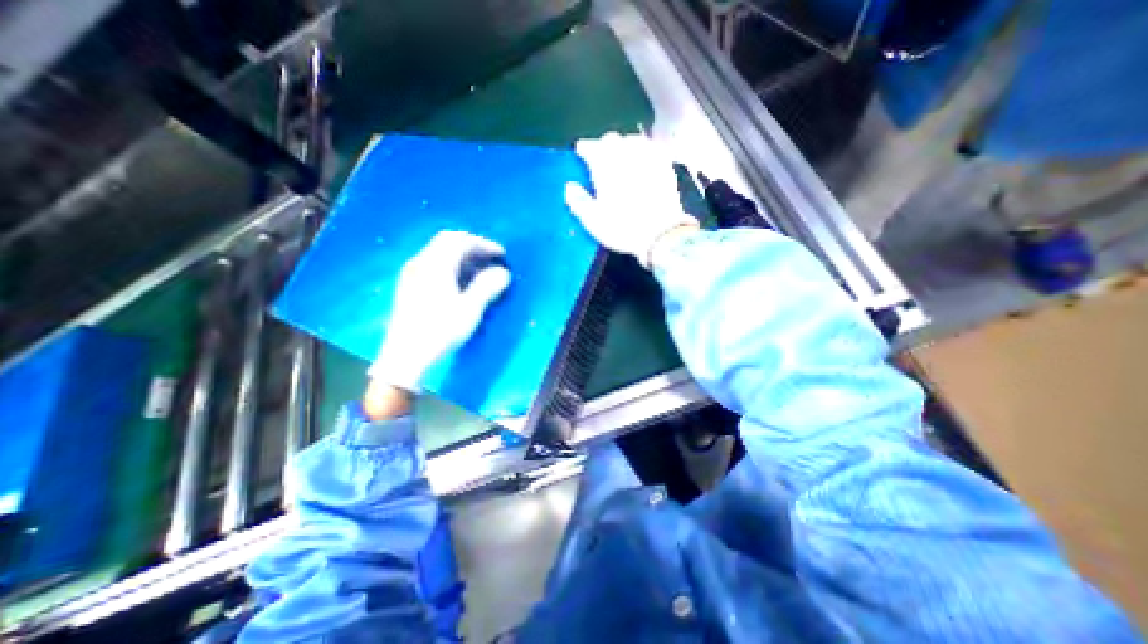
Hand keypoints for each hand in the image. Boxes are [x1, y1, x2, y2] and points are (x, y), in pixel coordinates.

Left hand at [366, 228, 509, 394]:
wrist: (406, 356)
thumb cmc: (440, 331)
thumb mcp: (470, 310)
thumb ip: (487, 287)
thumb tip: (503, 272)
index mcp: (436, 266)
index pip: (461, 241)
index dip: (483, 244)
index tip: (501, 254)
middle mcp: (421, 263)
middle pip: (447, 241)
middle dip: (472, 246)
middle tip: (490, 257)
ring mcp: (412, 273)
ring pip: (439, 252)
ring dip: (461, 255)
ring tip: (479, 269)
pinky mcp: (409, 285)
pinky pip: (432, 263)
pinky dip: (450, 264)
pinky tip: (459, 280)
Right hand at [567, 130, 699, 266]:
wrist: (661, 234)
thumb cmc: (623, 228)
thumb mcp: (593, 222)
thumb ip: (578, 202)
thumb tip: (569, 186)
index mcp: (605, 166)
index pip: (590, 147)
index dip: (583, 149)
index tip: (580, 154)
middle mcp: (626, 155)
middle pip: (612, 139)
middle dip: (603, 145)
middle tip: (599, 158)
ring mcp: (648, 158)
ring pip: (633, 140)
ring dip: (623, 145)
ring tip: (621, 157)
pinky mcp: (664, 166)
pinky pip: (652, 149)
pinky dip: (643, 151)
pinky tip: (642, 161)